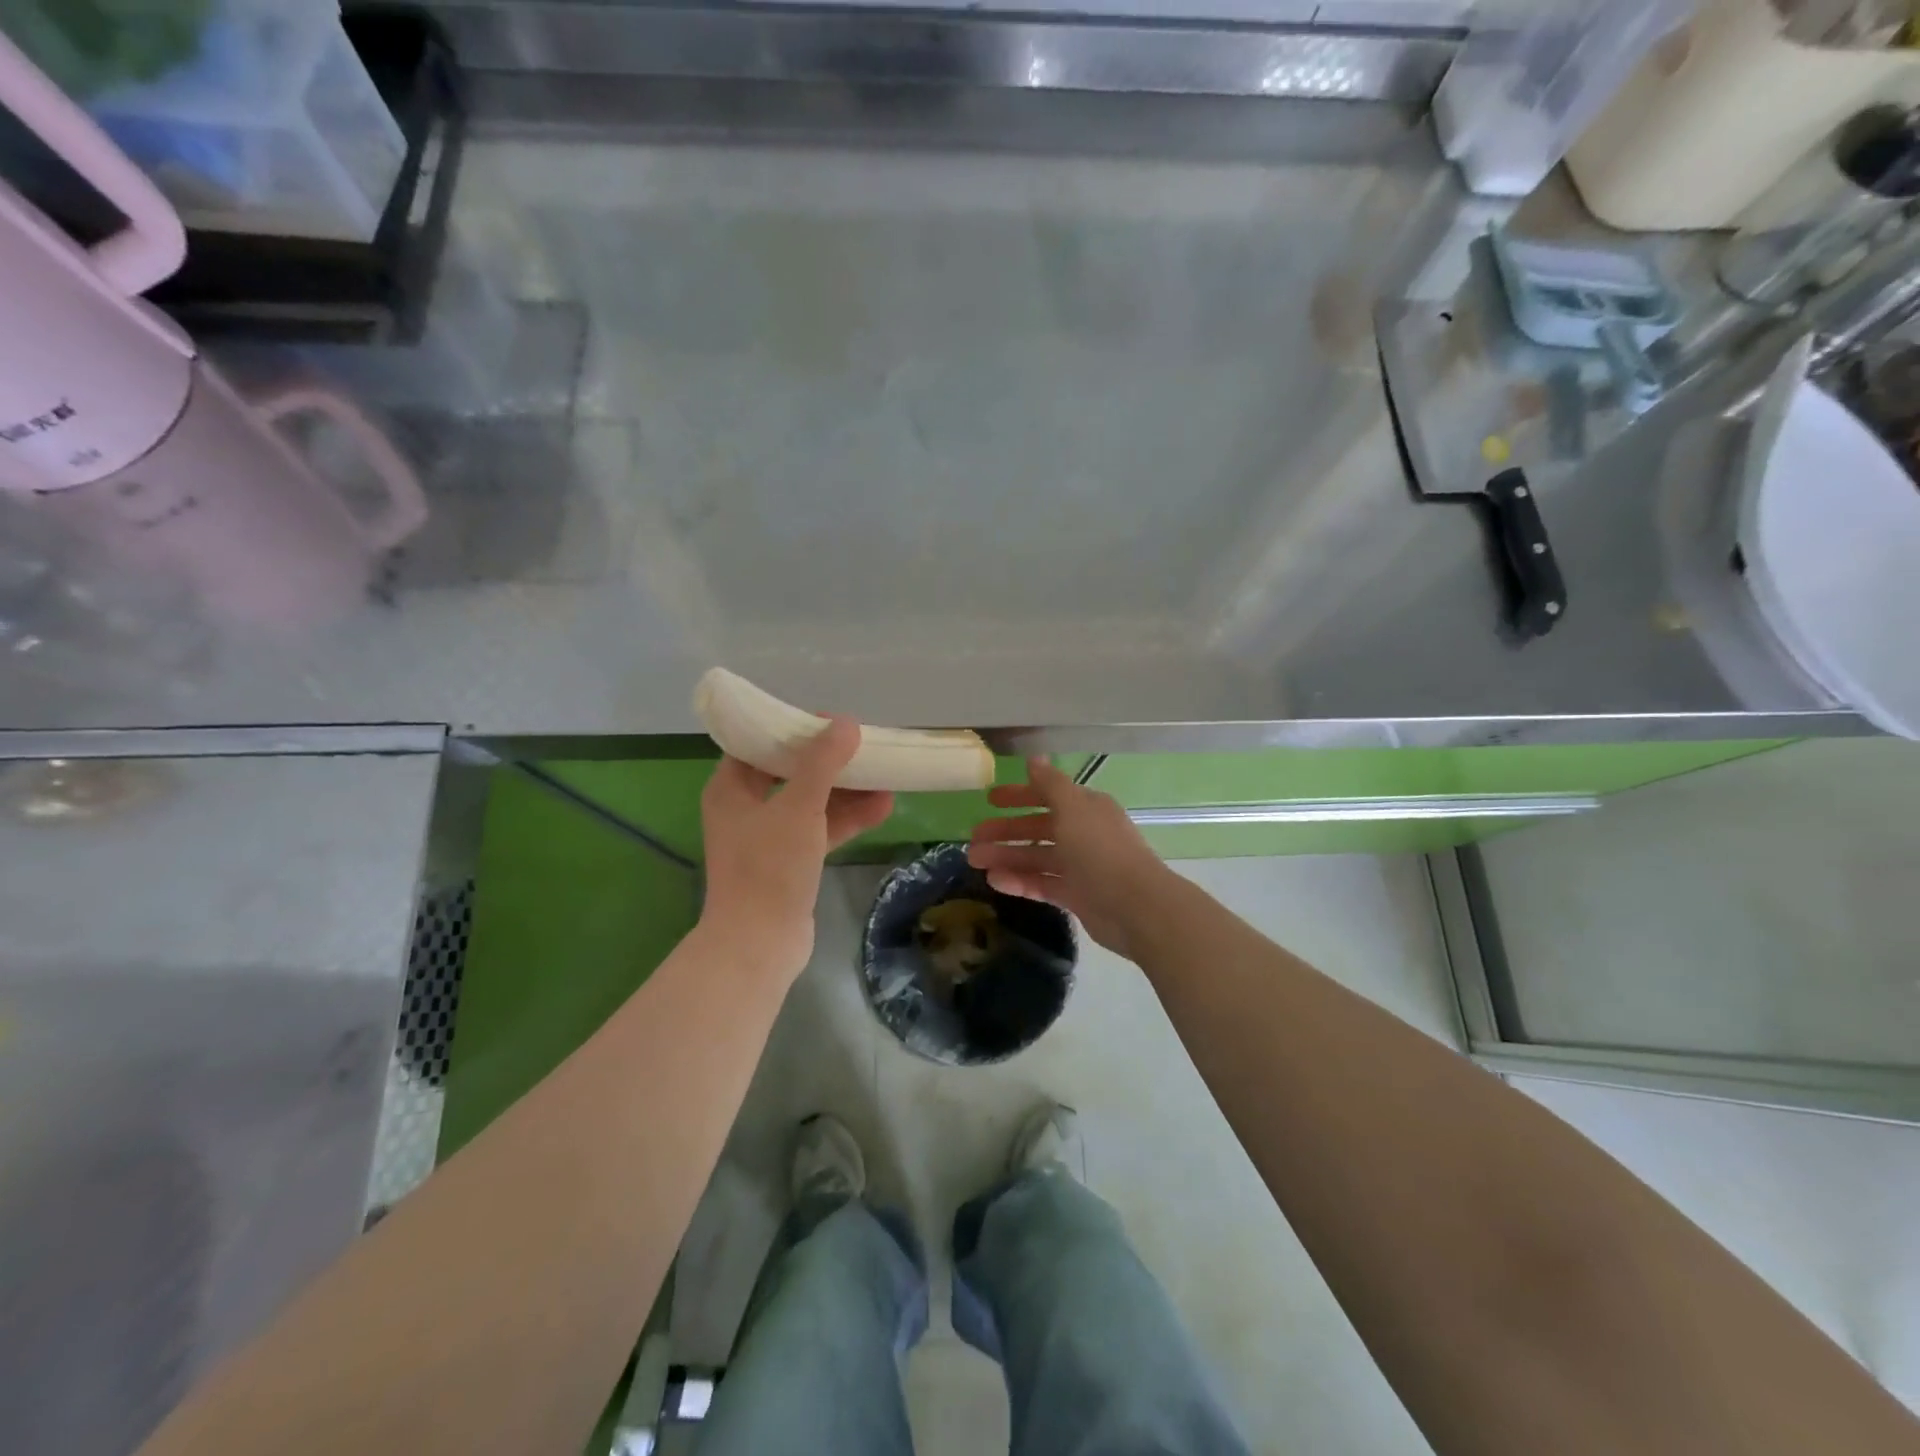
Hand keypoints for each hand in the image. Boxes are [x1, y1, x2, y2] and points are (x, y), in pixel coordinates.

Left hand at [698, 718, 894, 981]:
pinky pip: (819, 829)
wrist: (759, 944)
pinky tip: (883, 808)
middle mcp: (745, 807)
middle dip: (830, 761)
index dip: (794, 729)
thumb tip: (846, 723)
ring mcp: (768, 837)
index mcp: (731, 788)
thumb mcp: (798, 807)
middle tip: (864, 747)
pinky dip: (846, 819)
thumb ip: (822, 763)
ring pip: (811, 801)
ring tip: (886, 776)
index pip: (760, 743)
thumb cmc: (769, 868)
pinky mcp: (789, 862)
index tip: (830, 722)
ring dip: (846, 791)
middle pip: (790, 771)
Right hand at [967, 758, 1173, 959]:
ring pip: (1036, 857)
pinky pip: (1042, 883)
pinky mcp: (1077, 896)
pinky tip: (994, 882)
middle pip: (1038, 828)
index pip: (1047, 796)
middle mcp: (1084, 833)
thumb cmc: (1100, 850)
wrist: (1135, 906)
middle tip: (973, 838)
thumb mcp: (1072, 808)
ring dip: (1006, 857)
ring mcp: (1080, 866)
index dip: (1019, 796)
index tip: (990, 800)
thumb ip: (1050, 784)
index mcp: (1086, 808)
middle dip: (1006, 831)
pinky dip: (1019, 881)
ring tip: (975, 862)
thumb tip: (1034, 757)